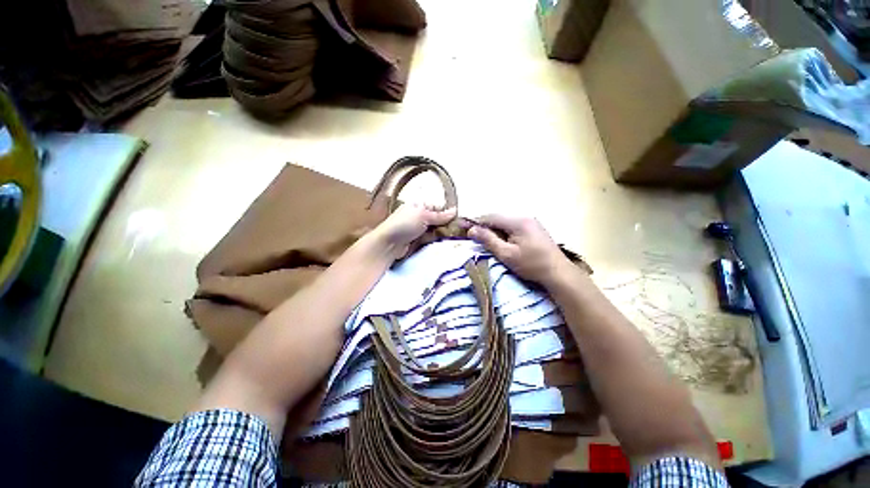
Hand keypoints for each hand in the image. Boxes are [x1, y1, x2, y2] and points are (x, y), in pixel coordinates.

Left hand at [373, 204, 456, 257]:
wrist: (388, 244)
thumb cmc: (404, 224)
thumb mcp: (423, 216)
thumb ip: (440, 215)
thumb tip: (455, 210)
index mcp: (419, 205)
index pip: (438, 207)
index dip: (448, 213)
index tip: (459, 220)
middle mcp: (419, 215)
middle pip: (438, 219)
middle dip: (447, 224)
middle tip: (459, 230)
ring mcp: (418, 228)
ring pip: (436, 229)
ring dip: (443, 233)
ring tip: (455, 237)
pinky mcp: (418, 240)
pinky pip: (431, 238)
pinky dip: (437, 239)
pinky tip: (445, 241)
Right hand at [468, 214, 573, 285]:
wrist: (558, 273)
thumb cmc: (531, 264)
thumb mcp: (506, 254)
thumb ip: (488, 240)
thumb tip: (472, 230)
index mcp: (517, 221)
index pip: (491, 217)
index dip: (476, 222)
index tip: (463, 226)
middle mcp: (524, 217)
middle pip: (498, 218)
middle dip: (484, 225)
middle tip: (471, 233)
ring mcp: (531, 222)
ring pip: (505, 222)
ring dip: (493, 228)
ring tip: (483, 237)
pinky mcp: (534, 228)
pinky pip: (513, 226)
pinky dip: (503, 231)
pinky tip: (499, 239)